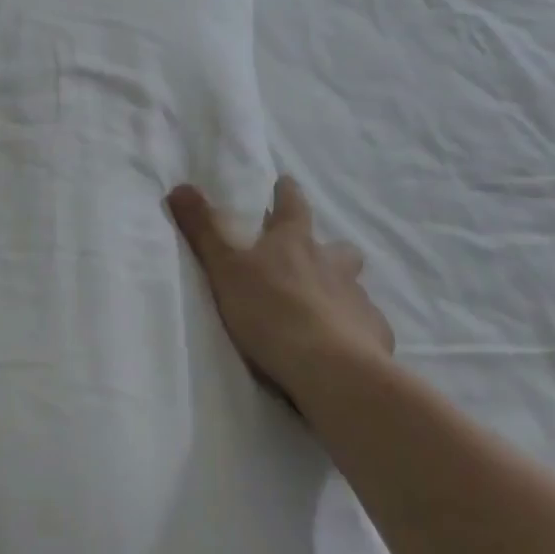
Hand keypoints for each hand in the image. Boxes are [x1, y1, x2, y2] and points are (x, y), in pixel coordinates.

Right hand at [168, 175, 393, 405]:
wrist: (330, 369)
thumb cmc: (271, 310)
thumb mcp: (225, 268)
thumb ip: (203, 229)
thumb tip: (179, 186)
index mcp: (295, 242)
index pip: (293, 205)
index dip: (287, 193)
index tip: (285, 184)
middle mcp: (332, 264)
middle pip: (338, 248)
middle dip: (328, 250)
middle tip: (312, 262)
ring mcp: (357, 299)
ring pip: (353, 287)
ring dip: (340, 291)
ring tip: (325, 310)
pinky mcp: (375, 335)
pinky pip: (367, 326)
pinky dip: (356, 330)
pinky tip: (346, 346)